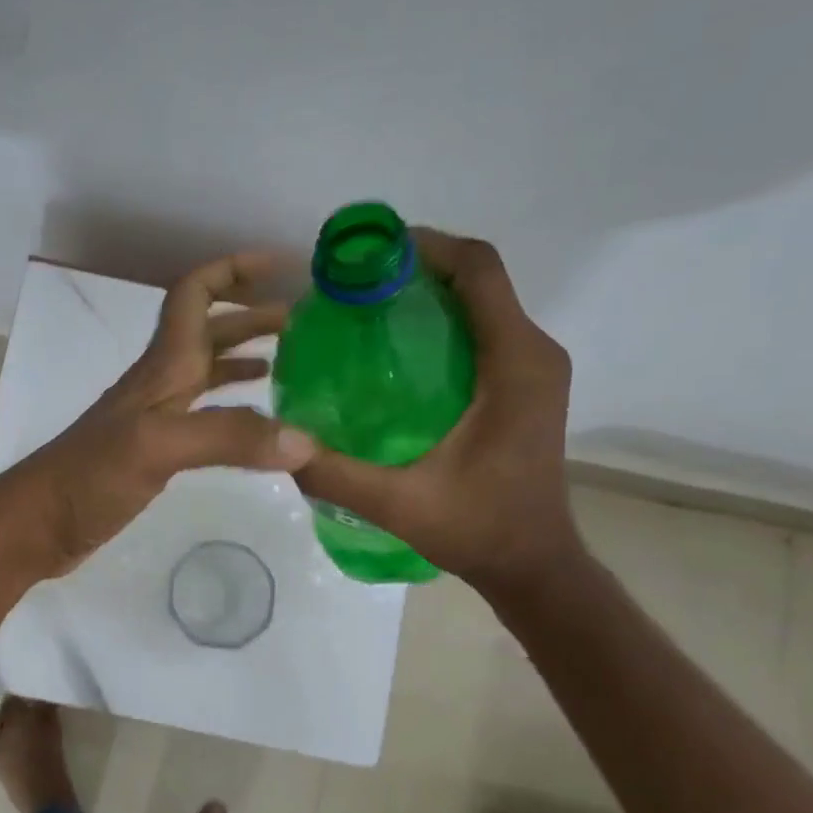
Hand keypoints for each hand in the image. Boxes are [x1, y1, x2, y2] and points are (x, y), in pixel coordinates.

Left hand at [3, 254, 317, 577]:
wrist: (39, 523)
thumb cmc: (89, 475)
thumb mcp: (157, 447)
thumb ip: (228, 437)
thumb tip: (304, 441)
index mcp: (162, 367)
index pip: (194, 295)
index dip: (232, 270)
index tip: (279, 264)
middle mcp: (160, 383)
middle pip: (208, 332)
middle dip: (251, 316)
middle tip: (301, 321)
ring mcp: (155, 419)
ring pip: (206, 373)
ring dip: (244, 358)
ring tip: (289, 362)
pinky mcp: (154, 453)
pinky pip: (203, 415)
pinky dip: (233, 408)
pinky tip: (254, 425)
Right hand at [295, 231, 583, 600]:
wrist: (533, 565)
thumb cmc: (478, 529)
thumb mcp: (396, 503)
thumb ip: (334, 472)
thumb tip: (278, 440)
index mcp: (515, 363)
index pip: (478, 271)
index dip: (425, 247)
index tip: (367, 255)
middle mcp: (534, 353)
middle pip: (478, 280)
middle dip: (416, 268)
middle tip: (352, 287)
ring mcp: (533, 369)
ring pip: (481, 304)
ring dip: (428, 295)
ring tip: (364, 312)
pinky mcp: (525, 386)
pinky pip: (484, 332)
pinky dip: (442, 324)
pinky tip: (394, 354)